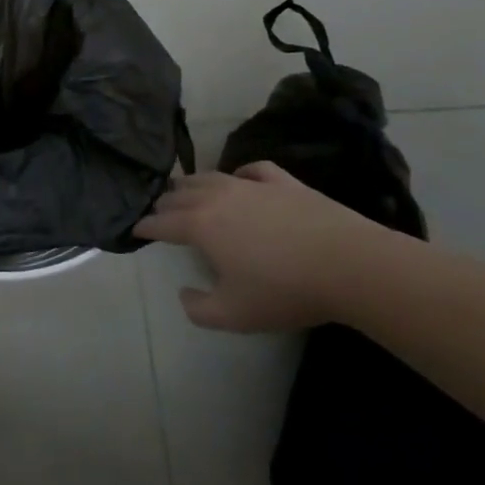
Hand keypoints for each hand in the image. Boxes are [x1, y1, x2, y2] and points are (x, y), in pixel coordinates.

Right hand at [133, 163, 397, 332]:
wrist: (349, 265)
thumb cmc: (284, 290)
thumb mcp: (233, 315)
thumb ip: (198, 308)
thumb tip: (184, 293)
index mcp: (200, 225)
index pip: (161, 222)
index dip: (145, 227)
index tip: (135, 230)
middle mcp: (218, 197)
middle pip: (180, 194)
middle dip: (164, 203)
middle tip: (158, 212)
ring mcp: (252, 185)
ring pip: (210, 177)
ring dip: (191, 184)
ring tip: (186, 190)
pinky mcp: (284, 182)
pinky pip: (252, 170)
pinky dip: (239, 173)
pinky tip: (240, 179)